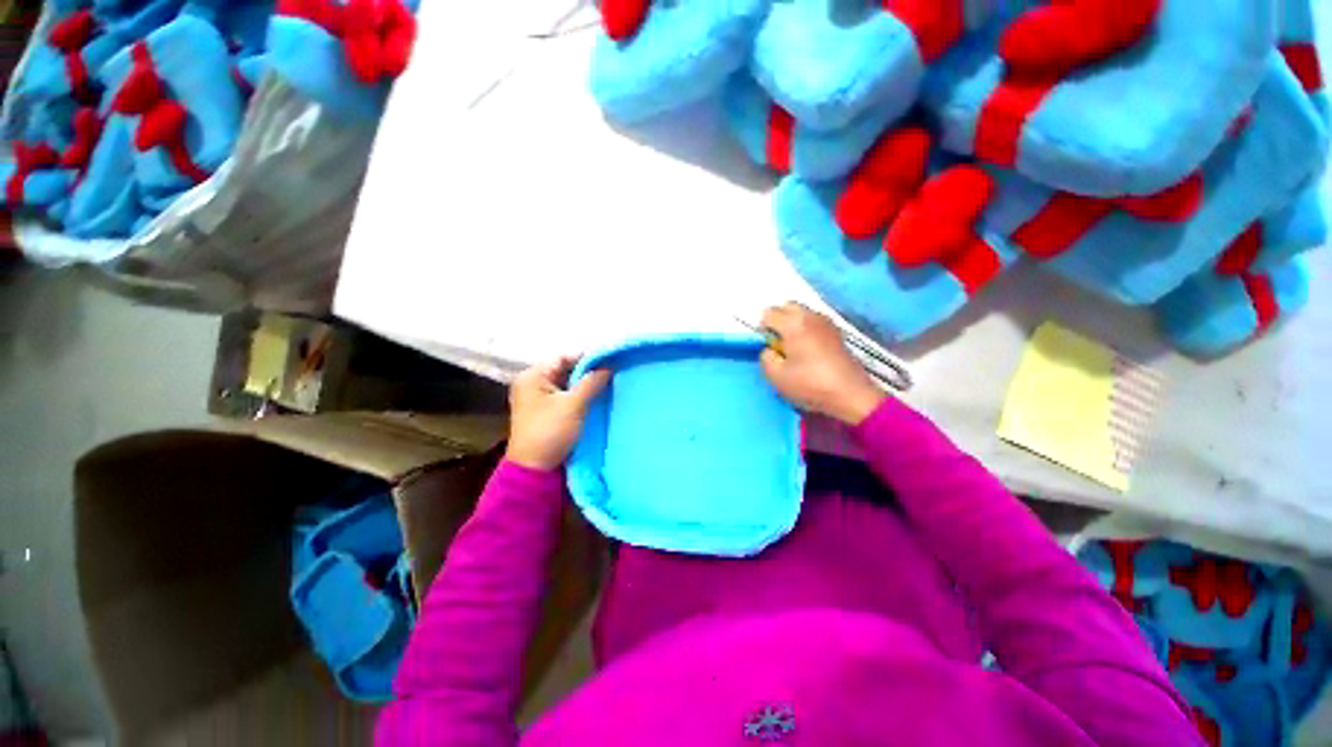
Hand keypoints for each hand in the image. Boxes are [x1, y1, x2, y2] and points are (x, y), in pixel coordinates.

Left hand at [505, 356, 610, 470]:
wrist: (535, 469)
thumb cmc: (550, 432)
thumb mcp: (573, 405)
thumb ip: (591, 382)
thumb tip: (608, 365)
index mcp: (533, 376)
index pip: (564, 357)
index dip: (588, 356)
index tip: (610, 358)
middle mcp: (534, 382)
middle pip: (566, 368)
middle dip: (589, 370)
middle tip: (613, 370)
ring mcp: (539, 397)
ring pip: (568, 382)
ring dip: (586, 383)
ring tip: (609, 381)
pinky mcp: (547, 410)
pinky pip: (567, 394)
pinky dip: (581, 394)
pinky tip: (598, 395)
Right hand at [759, 303, 885, 425]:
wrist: (851, 395)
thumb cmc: (810, 385)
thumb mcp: (776, 376)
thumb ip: (765, 357)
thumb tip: (770, 349)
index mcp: (793, 323)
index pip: (768, 313)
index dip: (762, 330)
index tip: (768, 347)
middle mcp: (810, 315)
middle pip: (787, 307)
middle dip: (778, 321)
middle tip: (778, 344)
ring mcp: (826, 322)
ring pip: (802, 313)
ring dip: (793, 324)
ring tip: (794, 348)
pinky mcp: (837, 332)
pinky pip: (814, 322)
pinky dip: (807, 329)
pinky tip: (809, 351)